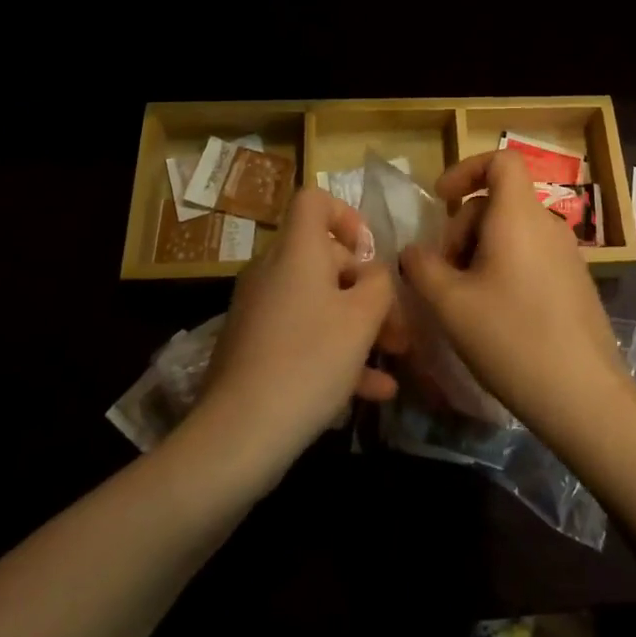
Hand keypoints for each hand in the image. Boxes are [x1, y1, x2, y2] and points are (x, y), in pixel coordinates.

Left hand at [197, 188, 399, 466]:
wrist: (237, 436)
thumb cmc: (309, 361)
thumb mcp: (362, 319)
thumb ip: (379, 284)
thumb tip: (373, 274)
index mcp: (296, 251)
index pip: (314, 200)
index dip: (347, 215)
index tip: (370, 253)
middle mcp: (273, 271)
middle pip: (324, 258)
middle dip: (366, 287)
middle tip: (397, 324)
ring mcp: (260, 311)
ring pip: (318, 301)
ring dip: (358, 324)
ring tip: (395, 355)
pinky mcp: (254, 348)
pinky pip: (302, 335)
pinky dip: (335, 351)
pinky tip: (374, 390)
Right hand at [400, 150, 629, 440]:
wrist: (584, 395)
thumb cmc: (511, 338)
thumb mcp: (450, 304)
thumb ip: (422, 268)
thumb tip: (412, 251)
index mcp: (519, 214)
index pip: (500, 160)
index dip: (466, 169)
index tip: (441, 201)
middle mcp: (547, 223)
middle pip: (498, 201)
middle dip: (462, 227)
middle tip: (443, 274)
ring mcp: (567, 253)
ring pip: (512, 231)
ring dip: (480, 251)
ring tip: (464, 300)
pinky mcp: (574, 281)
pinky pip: (531, 254)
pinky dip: (504, 267)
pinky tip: (494, 314)